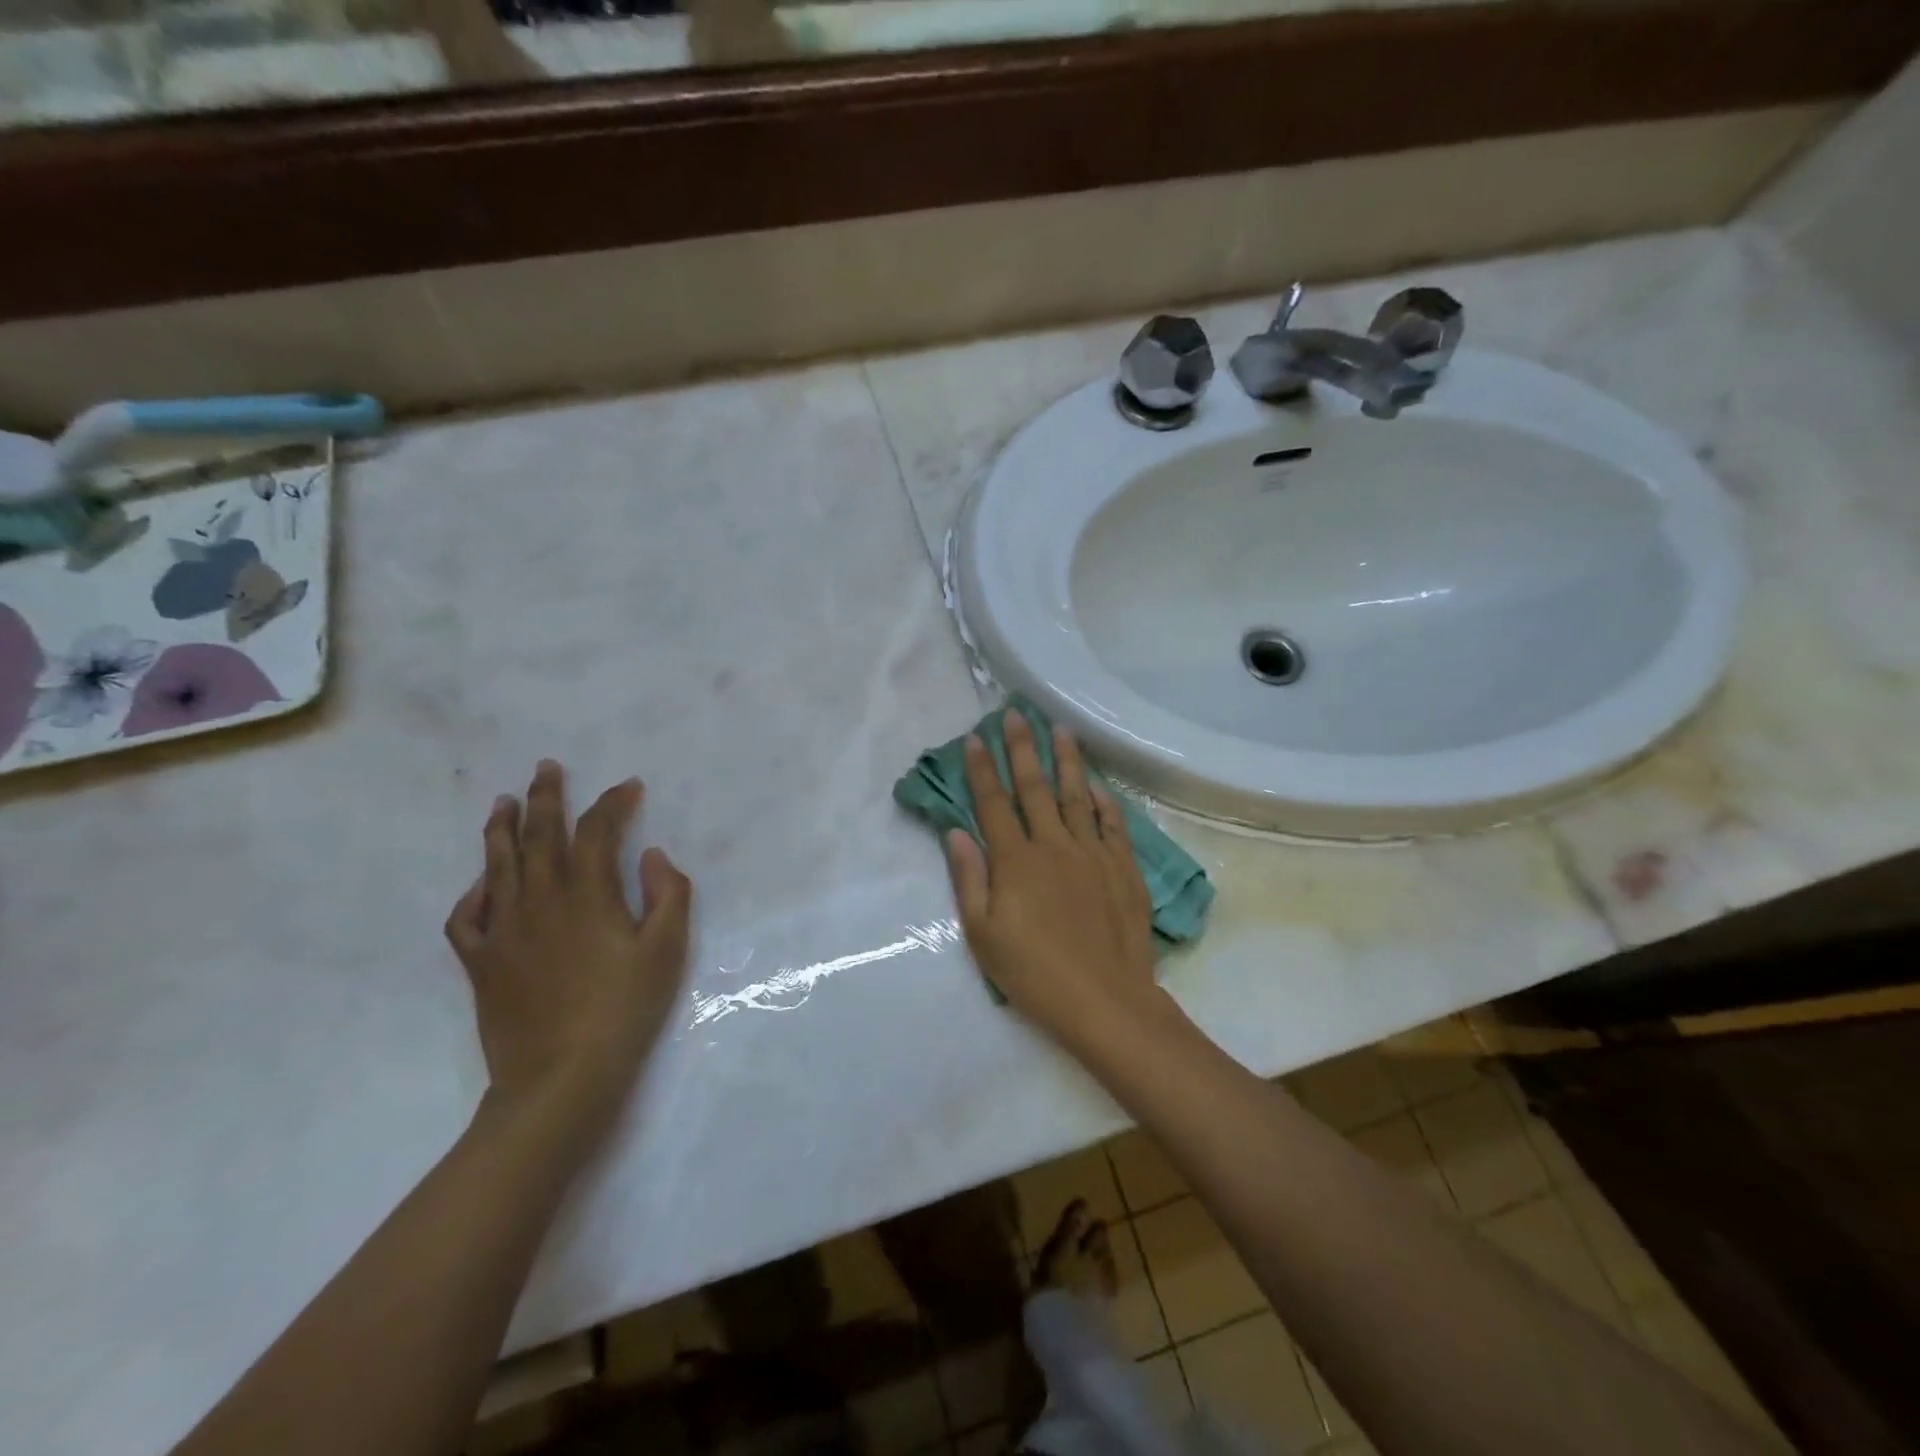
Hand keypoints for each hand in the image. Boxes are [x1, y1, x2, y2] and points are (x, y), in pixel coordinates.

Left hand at [445, 760, 691, 1130]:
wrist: (560, 1078)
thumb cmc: (624, 1011)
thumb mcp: (667, 951)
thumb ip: (668, 894)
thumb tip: (650, 854)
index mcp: (588, 895)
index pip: (597, 831)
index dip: (612, 803)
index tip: (628, 786)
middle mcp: (540, 900)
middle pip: (540, 835)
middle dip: (546, 797)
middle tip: (546, 767)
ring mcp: (504, 931)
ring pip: (497, 865)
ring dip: (502, 829)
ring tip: (503, 802)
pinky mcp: (481, 963)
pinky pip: (467, 917)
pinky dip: (473, 893)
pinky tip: (481, 884)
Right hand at [943, 712, 1159, 1047]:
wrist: (1104, 999)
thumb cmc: (1034, 973)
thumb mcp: (984, 933)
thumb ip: (969, 878)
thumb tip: (956, 831)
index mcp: (1015, 860)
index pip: (993, 802)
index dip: (981, 768)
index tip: (974, 737)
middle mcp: (1053, 845)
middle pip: (1034, 787)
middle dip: (1020, 748)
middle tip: (1015, 714)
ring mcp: (1092, 853)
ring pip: (1076, 795)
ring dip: (1066, 761)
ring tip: (1060, 730)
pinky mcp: (1122, 868)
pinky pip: (1112, 824)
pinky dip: (1104, 801)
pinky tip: (1098, 785)